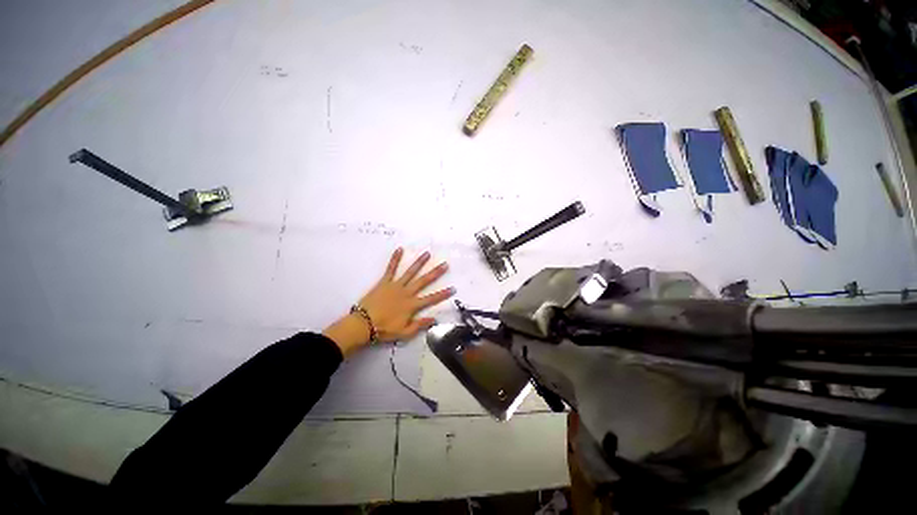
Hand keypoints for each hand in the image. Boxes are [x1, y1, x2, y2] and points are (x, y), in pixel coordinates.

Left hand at [323, 248, 453, 355]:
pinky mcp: (385, 282)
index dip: (443, 294)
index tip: (453, 288)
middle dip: (435, 273)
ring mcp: (396, 286)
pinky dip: (395, 259)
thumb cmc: (384, 329)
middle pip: (423, 281)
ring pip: (410, 272)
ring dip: (419, 263)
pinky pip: (391, 269)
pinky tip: (400, 249)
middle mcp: (406, 293)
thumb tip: (434, 319)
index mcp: (412, 305)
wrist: (363, 324)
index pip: (431, 298)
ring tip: (427, 254)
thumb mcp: (404, 332)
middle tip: (444, 264)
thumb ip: (420, 325)